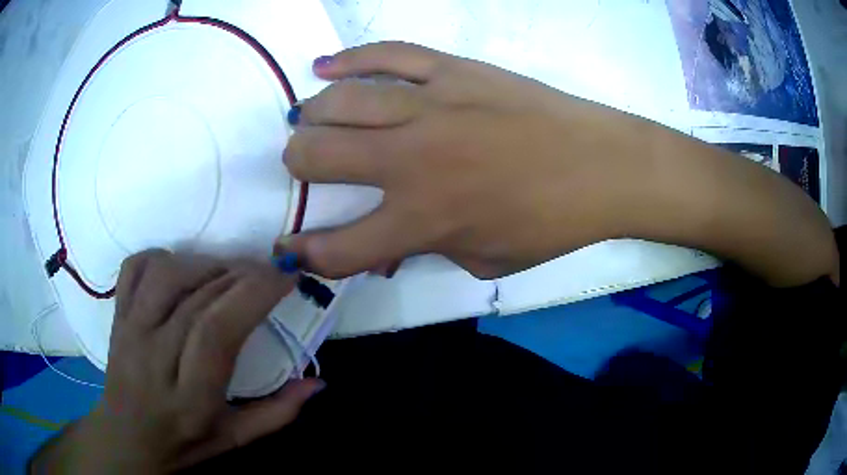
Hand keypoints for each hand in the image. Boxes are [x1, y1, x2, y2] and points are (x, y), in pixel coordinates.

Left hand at [30, 250, 323, 473]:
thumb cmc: (184, 444)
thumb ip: (278, 413)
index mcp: (190, 396)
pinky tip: (182, 269)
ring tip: (227, 273)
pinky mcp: (117, 315)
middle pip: (196, 296)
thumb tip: (318, 383)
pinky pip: (134, 268)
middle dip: (241, 274)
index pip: (217, 331)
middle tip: (267, 273)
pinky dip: (162, 256)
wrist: (128, 439)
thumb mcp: (236, 439)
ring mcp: (129, 330)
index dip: (253, 293)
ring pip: (166, 273)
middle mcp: (154, 356)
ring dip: (205, 263)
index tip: (285, 277)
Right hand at [280, 42, 654, 278]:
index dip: (304, 253)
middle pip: (317, 157)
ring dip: (311, 116)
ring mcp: (430, 107)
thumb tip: (389, 242)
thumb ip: (429, 250)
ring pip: (339, 102)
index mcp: (422, 221)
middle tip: (304, 164)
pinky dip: (349, 59)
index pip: (338, 249)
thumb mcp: (485, 260)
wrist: (601, 166)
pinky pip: (387, 55)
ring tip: (307, 119)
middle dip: (297, 166)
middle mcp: (411, 161)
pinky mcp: (453, 70)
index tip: (289, 247)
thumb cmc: (550, 224)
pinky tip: (324, 66)